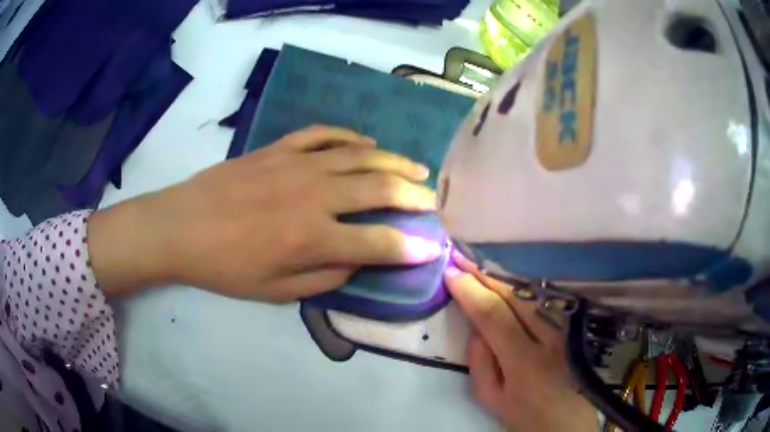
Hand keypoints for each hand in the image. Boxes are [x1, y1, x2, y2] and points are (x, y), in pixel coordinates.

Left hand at [89, 125, 440, 301]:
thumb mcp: (275, 291)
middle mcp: (314, 197)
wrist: (181, 226)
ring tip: (416, 169)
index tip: (434, 247)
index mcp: (312, 238)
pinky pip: (324, 134)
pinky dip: (350, 137)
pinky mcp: (280, 148)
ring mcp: (297, 165)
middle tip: (434, 201)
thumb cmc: (225, 267)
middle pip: (379, 191)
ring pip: (360, 157)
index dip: (410, 248)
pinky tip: (366, 143)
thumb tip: (357, 262)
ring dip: (394, 163)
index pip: (378, 244)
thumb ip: (324, 278)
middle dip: (414, 197)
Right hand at [444, 251, 597, 430]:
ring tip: (478, 265)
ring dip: (501, 277)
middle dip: (485, 274)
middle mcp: (549, 338)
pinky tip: (505, 281)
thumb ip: (480, 364)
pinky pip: (542, 301)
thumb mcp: (493, 400)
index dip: (470, 291)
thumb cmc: (526, 416)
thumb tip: (475, 328)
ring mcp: (564, 330)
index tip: (450, 274)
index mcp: (525, 363)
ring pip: (531, 294)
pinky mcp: (571, 328)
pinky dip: (520, 288)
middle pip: (515, 296)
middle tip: (460, 258)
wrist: (568, 422)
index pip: (493, 315)